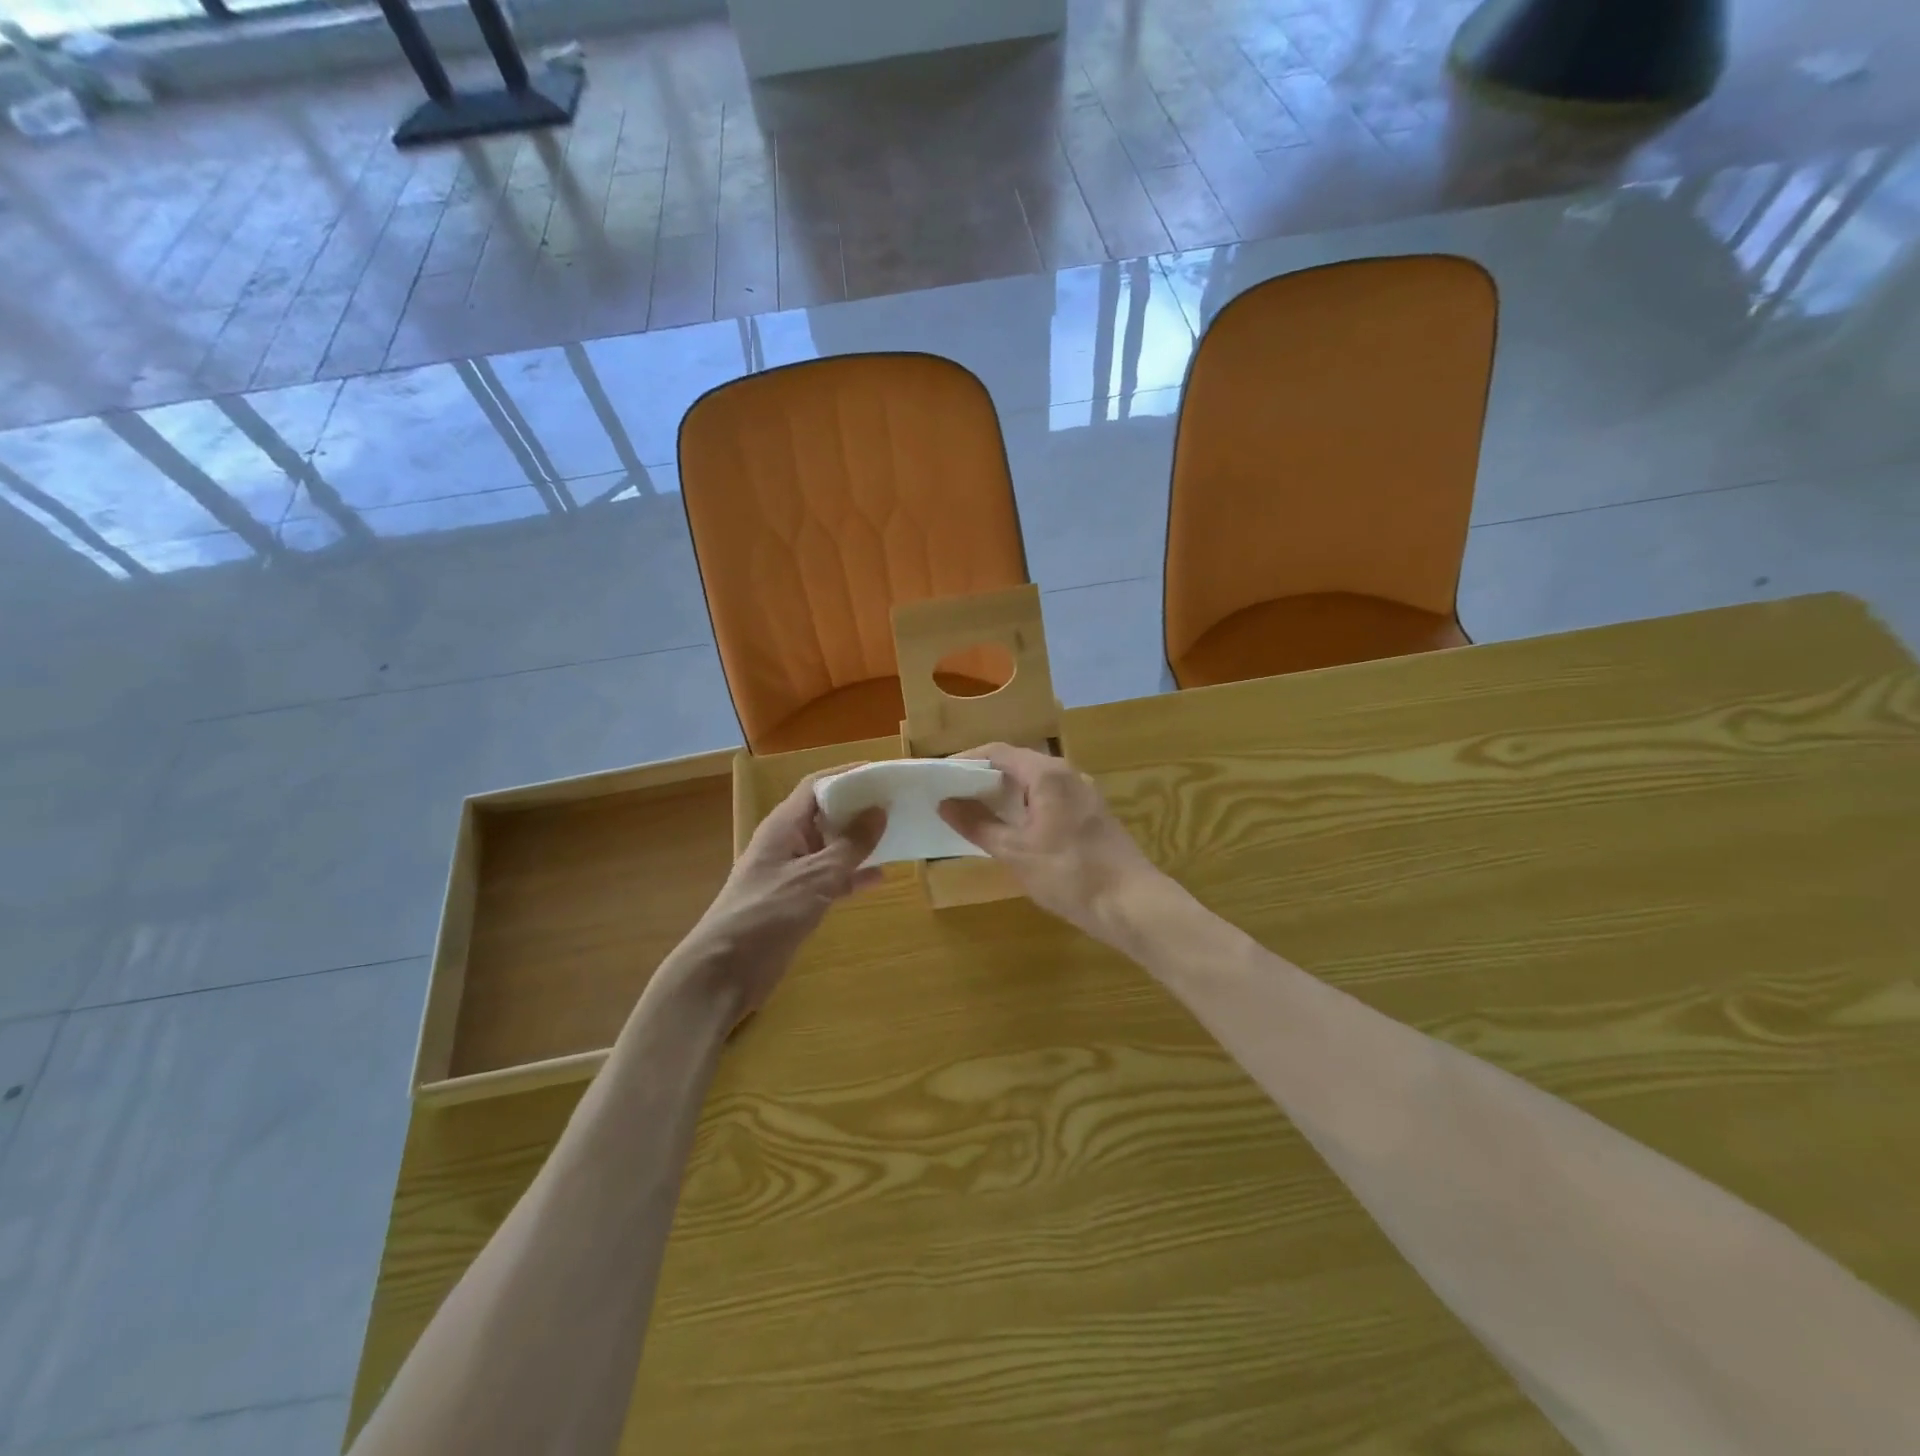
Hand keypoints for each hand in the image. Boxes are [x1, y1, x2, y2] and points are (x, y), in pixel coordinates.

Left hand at [685, 770, 884, 1020]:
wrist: (725, 971)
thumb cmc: (767, 914)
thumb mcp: (815, 876)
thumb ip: (850, 845)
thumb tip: (879, 811)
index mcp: (784, 825)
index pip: (817, 785)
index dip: (848, 776)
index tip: (883, 773)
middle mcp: (787, 842)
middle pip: (826, 813)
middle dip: (859, 808)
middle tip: (898, 803)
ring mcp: (791, 872)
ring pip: (831, 847)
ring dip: (860, 842)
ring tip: (897, 834)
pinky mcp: (796, 901)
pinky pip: (831, 878)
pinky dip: (852, 875)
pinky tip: (880, 877)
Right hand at [938, 743, 1159, 943]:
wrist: (1132, 904)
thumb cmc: (1069, 874)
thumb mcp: (1016, 852)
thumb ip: (978, 825)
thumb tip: (945, 803)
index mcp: (1047, 774)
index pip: (997, 752)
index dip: (965, 761)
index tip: (940, 777)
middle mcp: (1068, 774)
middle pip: (1017, 764)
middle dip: (983, 779)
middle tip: (952, 797)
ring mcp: (1084, 794)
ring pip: (1035, 783)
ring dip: (1005, 795)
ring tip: (975, 815)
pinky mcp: (1092, 815)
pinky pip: (1050, 799)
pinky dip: (1026, 808)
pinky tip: (1013, 832)